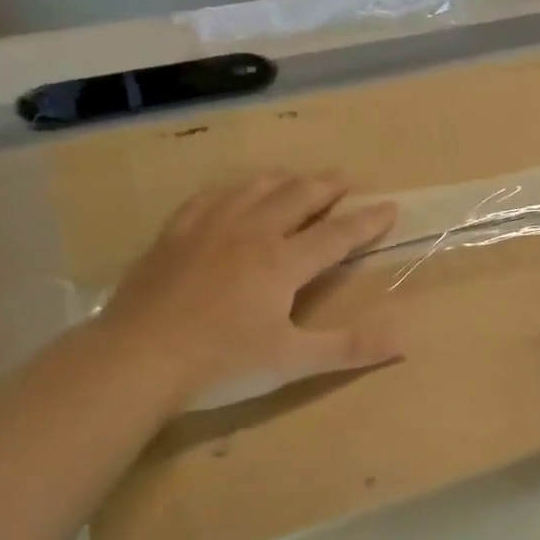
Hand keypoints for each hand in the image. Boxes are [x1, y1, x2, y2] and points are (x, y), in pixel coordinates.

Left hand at [97, 172, 401, 410]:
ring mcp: (208, 228)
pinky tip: (231, 192)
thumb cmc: (222, 363)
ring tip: (296, 177)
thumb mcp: (292, 362)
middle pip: (296, 197)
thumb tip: (403, 342)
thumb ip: (349, 349)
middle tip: (345, 178)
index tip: (390, 206)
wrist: (135, 360)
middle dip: (326, 187)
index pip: (337, 235)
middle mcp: (250, 233)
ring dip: (282, 180)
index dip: (367, 222)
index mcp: (283, 262)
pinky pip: (209, 198)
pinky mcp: (173, 235)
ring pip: (254, 189)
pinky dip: (231, 189)